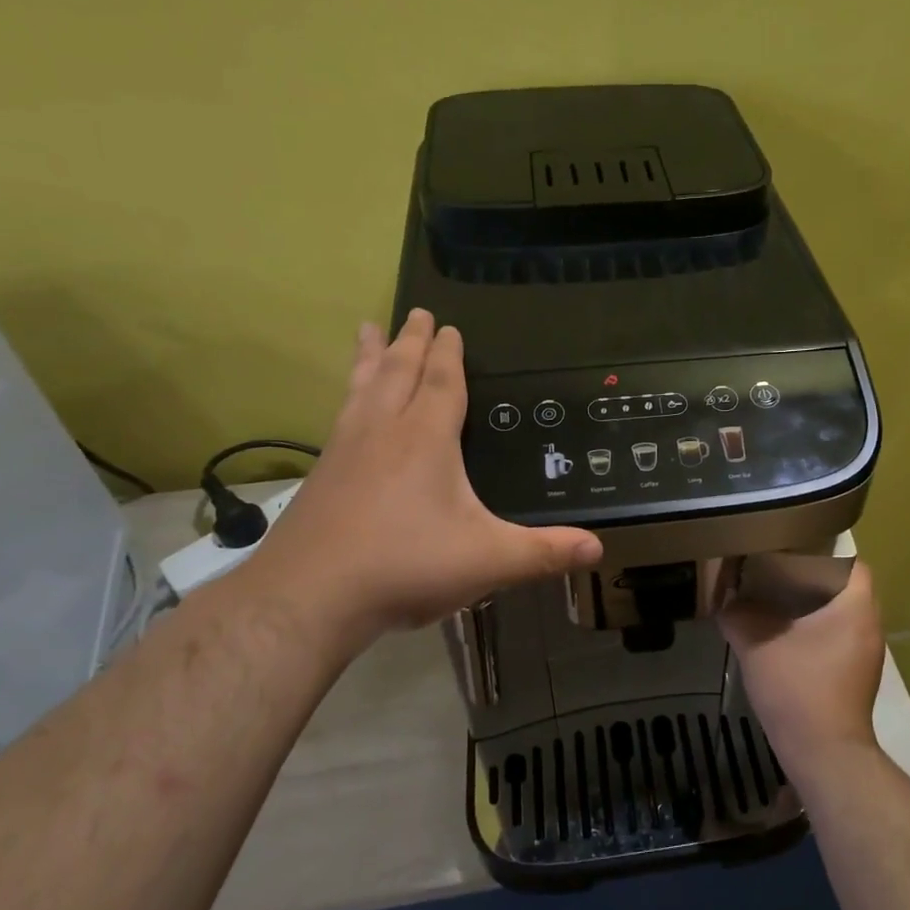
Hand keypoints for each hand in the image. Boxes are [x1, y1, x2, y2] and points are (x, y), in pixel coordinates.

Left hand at [241, 309, 601, 658]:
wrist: (311, 596)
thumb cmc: (406, 566)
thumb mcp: (488, 561)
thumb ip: (543, 553)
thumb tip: (598, 547)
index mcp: (425, 439)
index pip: (440, 382)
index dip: (448, 354)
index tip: (449, 326)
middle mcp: (383, 431)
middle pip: (398, 371)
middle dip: (410, 341)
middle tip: (415, 312)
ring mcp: (345, 450)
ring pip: (362, 387)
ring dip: (371, 357)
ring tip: (368, 330)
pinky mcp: (321, 475)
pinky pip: (340, 415)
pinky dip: (348, 395)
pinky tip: (346, 407)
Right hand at [720, 562, 885, 783]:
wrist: (824, 754)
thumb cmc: (798, 689)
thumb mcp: (757, 645)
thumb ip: (739, 616)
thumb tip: (725, 601)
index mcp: (856, 608)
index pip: (854, 563)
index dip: (827, 552)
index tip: (795, 550)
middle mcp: (870, 626)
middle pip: (848, 588)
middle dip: (815, 579)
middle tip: (780, 571)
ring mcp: (867, 654)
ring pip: (844, 615)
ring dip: (816, 607)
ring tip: (779, 600)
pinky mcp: (858, 677)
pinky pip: (840, 639)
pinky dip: (818, 631)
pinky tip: (786, 637)